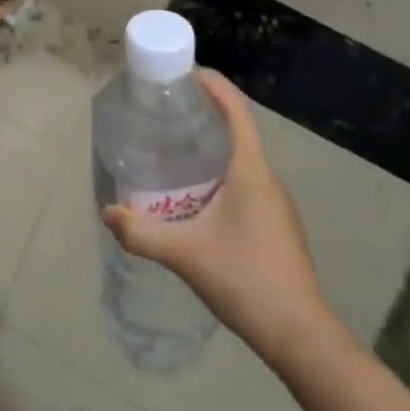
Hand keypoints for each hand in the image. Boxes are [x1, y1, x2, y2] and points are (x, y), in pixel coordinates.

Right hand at [101, 69, 340, 356]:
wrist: (301, 337)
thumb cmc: (247, 281)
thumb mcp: (186, 255)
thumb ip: (143, 233)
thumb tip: (108, 212)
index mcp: (252, 171)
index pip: (237, 111)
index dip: (214, 85)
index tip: (185, 72)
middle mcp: (267, 179)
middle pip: (238, 130)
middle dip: (204, 113)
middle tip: (165, 111)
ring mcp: (275, 203)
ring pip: (241, 158)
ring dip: (212, 145)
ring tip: (173, 148)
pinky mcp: (275, 224)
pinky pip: (245, 181)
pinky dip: (220, 172)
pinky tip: (195, 195)